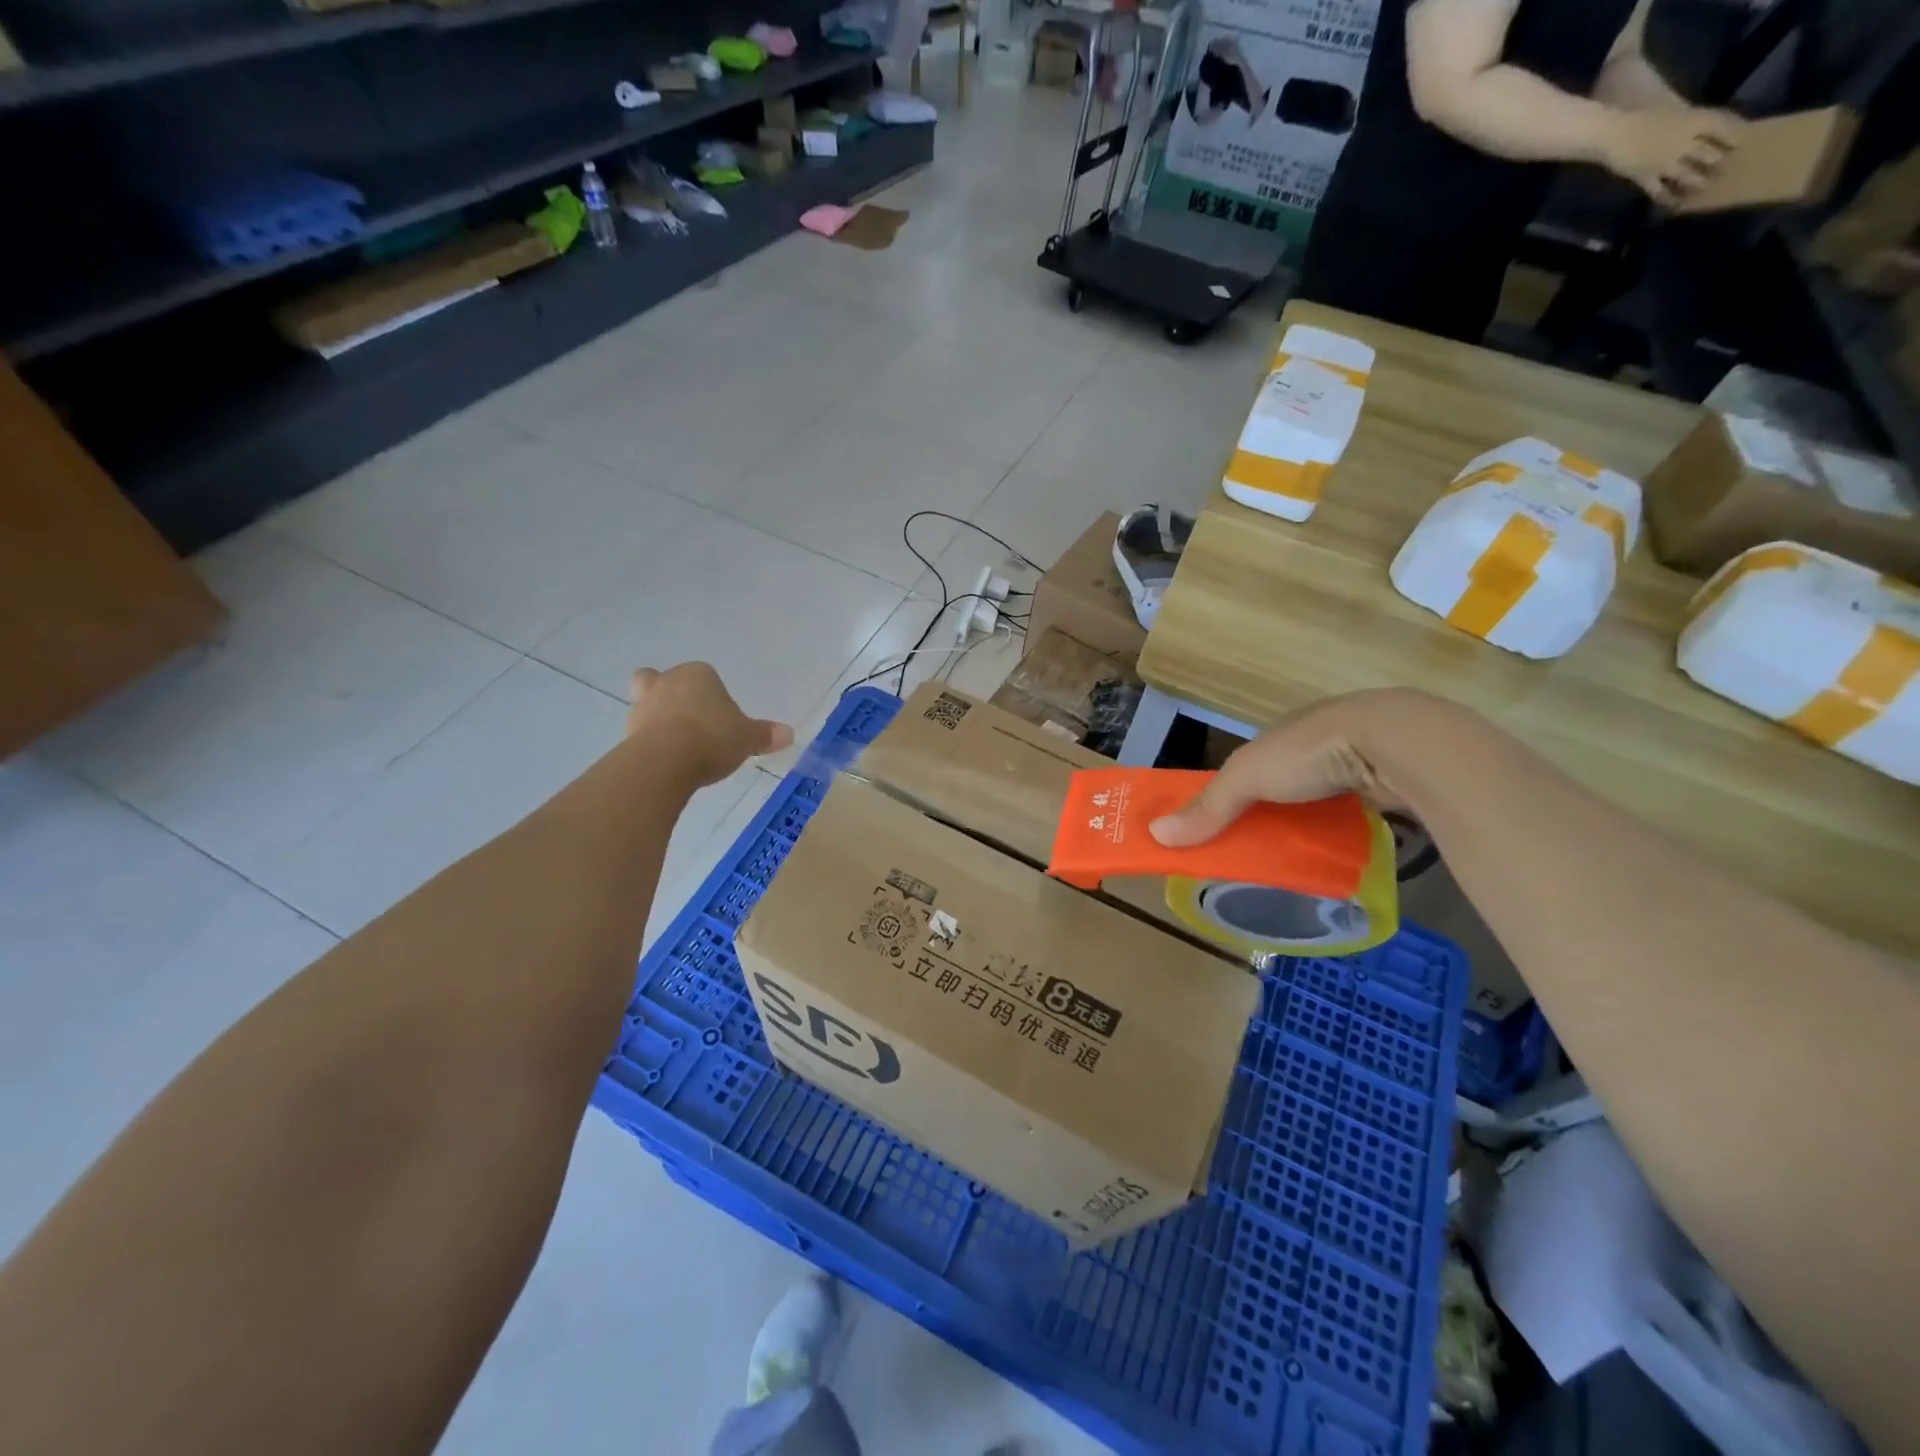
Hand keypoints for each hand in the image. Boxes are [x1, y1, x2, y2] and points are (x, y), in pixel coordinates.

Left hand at [627, 664, 792, 787]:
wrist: (666, 760)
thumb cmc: (712, 737)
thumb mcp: (747, 738)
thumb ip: (765, 735)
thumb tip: (789, 734)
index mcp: (699, 674)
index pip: (707, 677)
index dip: (715, 696)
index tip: (723, 720)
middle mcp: (668, 681)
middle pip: (669, 681)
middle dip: (677, 697)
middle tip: (693, 722)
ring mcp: (643, 704)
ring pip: (649, 702)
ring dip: (659, 717)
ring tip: (678, 744)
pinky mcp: (628, 730)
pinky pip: (642, 730)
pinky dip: (651, 740)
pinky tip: (666, 759)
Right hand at [1151, 689, 1435, 846]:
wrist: (1396, 743)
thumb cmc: (1309, 752)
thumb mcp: (1247, 778)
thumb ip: (1208, 807)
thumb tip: (1156, 835)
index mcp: (1278, 734)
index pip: (1246, 766)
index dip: (1230, 794)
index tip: (1220, 826)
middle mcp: (1313, 742)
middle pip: (1282, 784)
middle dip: (1269, 812)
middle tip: (1257, 850)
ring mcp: (1354, 759)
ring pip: (1319, 797)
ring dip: (1307, 821)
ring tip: (1296, 856)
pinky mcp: (1385, 781)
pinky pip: (1354, 808)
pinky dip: (1342, 826)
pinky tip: (1339, 848)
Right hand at [1601, 107, 1742, 205]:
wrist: (1614, 134)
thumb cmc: (1641, 115)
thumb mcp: (1672, 108)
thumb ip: (1685, 117)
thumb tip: (1696, 123)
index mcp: (1695, 121)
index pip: (1724, 127)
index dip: (1735, 134)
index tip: (1743, 140)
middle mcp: (1686, 144)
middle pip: (1709, 154)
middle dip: (1717, 161)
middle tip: (1725, 168)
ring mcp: (1665, 164)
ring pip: (1688, 174)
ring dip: (1697, 182)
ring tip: (1703, 188)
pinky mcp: (1646, 179)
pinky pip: (1659, 191)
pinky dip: (1666, 198)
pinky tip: (1672, 203)